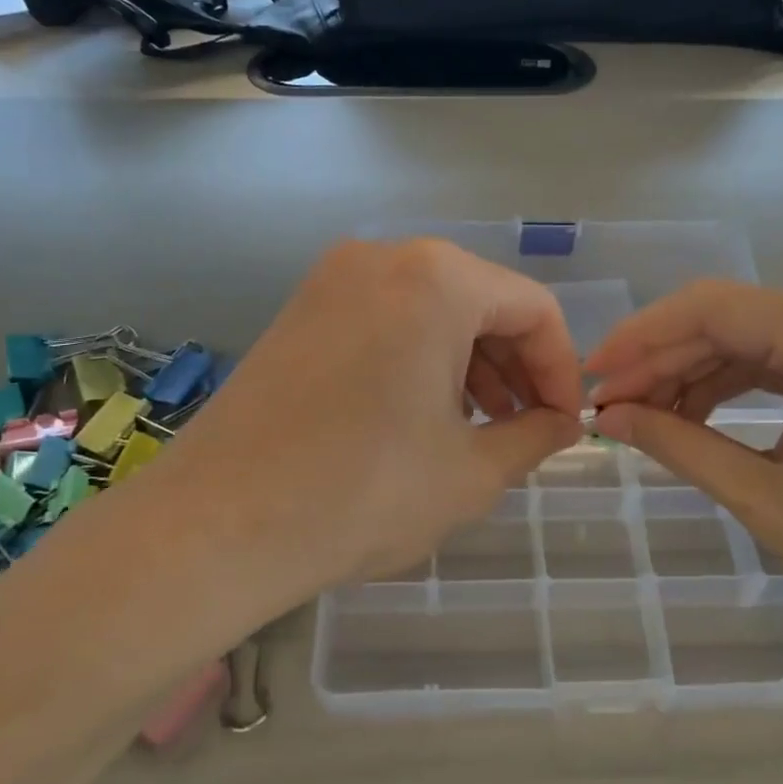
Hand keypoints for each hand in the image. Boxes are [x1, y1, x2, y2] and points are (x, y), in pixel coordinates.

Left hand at [146, 240, 583, 592]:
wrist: (217, 525)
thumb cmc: (362, 493)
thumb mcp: (470, 472)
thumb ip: (534, 436)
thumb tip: (564, 423)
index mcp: (437, 279)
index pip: (533, 308)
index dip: (561, 368)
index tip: (565, 424)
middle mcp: (384, 258)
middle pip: (480, 301)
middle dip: (515, 366)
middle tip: (525, 428)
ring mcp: (333, 279)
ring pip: (431, 310)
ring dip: (469, 364)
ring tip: (478, 428)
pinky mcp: (301, 310)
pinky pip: (385, 319)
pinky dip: (419, 358)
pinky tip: (421, 415)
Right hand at [586, 282, 782, 678]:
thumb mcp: (772, 503)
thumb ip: (680, 445)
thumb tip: (609, 417)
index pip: (713, 309)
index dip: (641, 339)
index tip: (592, 377)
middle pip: (736, 320)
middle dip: (666, 362)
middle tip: (612, 407)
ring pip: (763, 339)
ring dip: (701, 375)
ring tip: (648, 419)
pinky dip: (745, 386)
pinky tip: (703, 417)